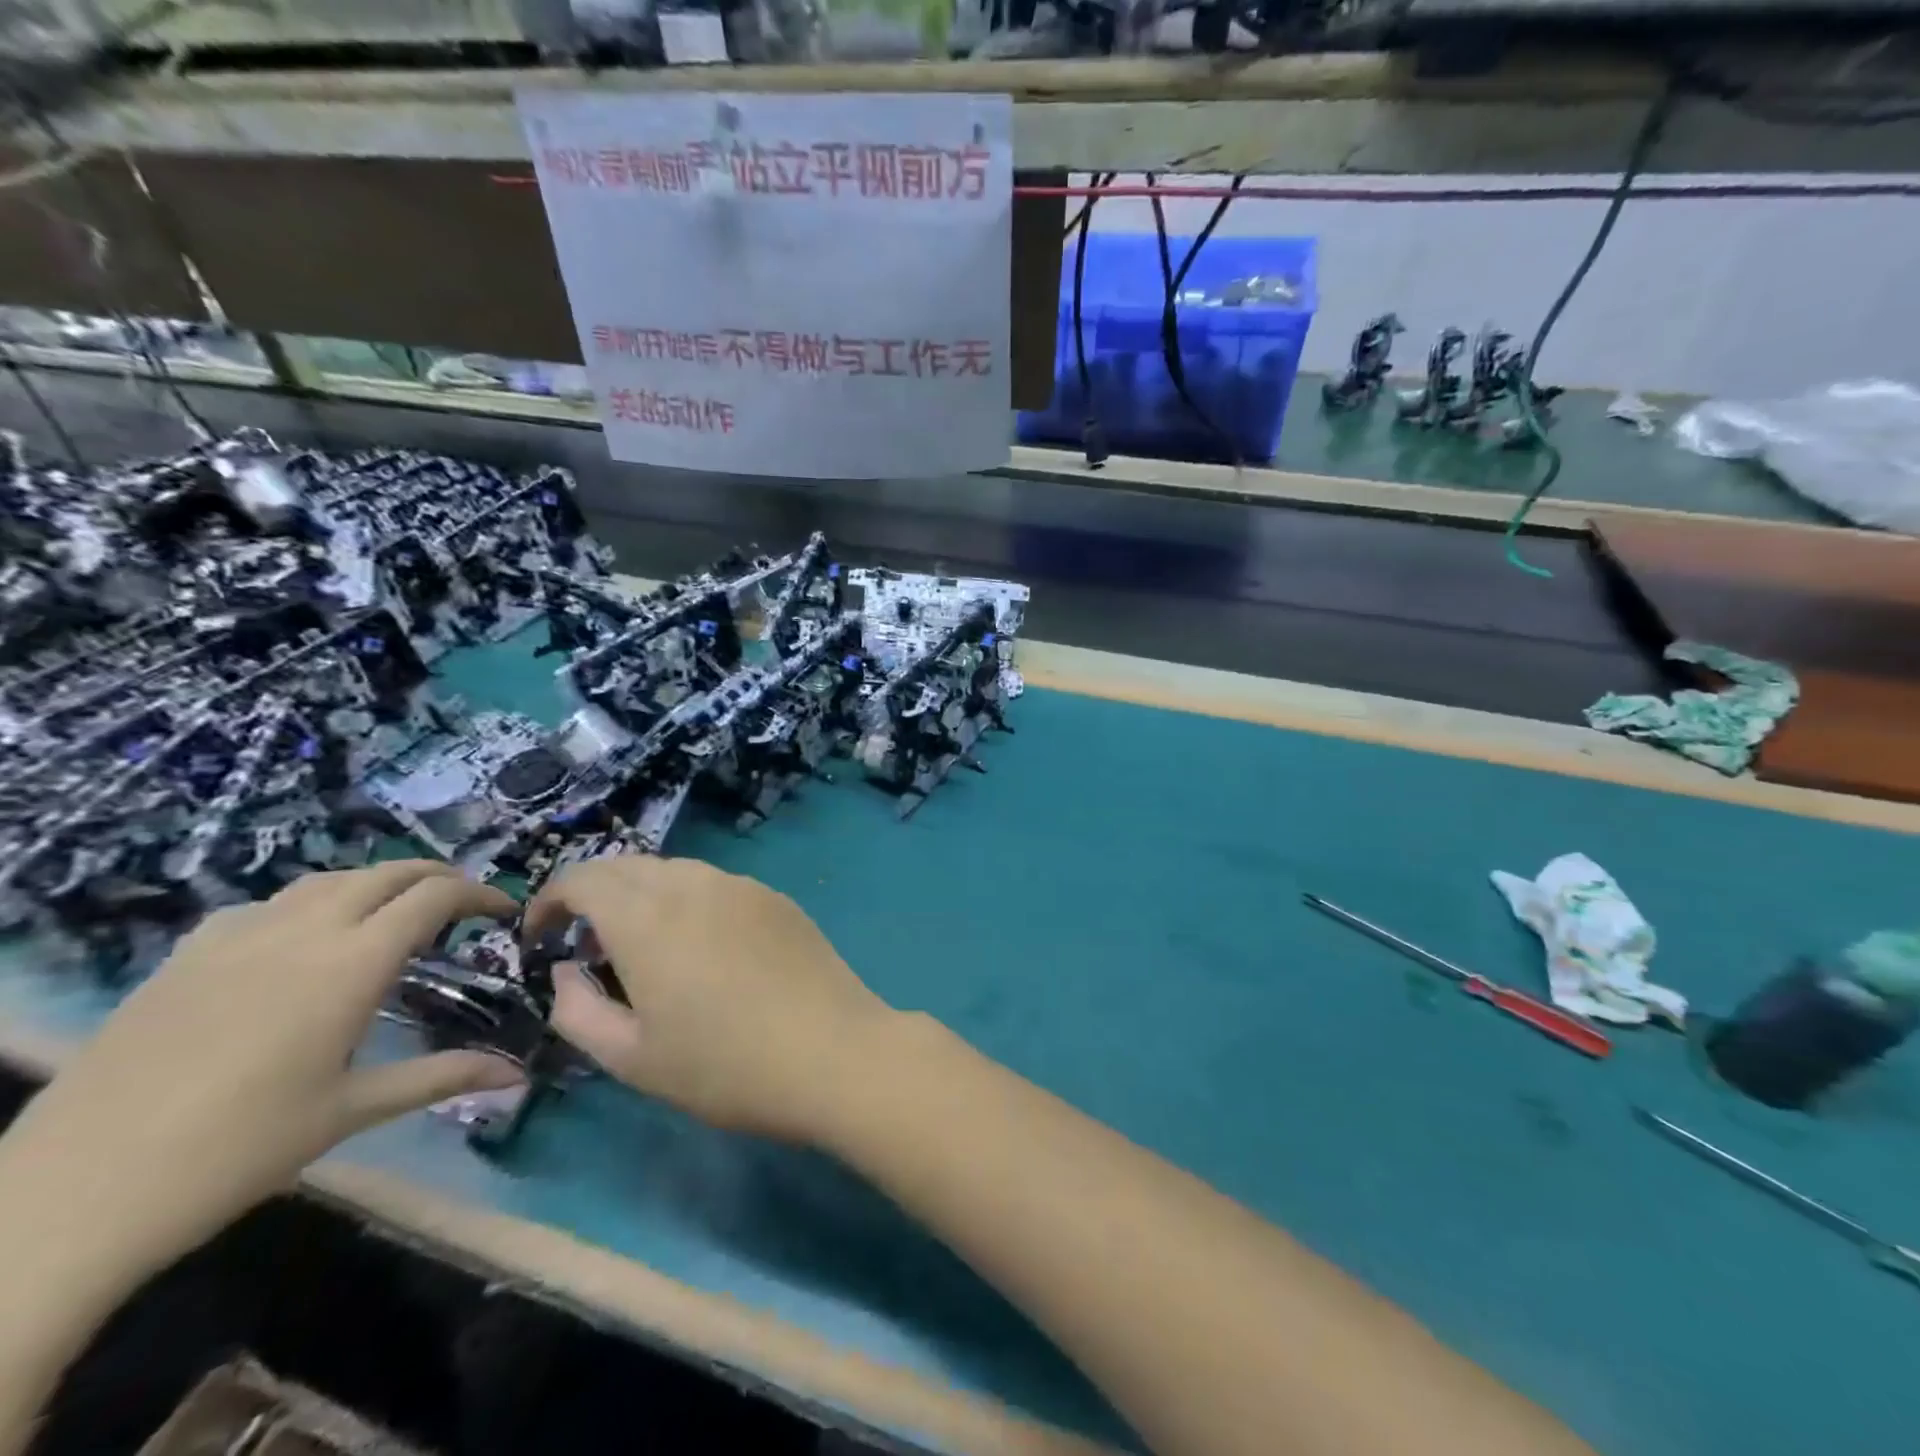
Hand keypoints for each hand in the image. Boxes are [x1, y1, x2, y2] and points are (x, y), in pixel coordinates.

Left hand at [0, 862, 521, 1281]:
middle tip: (462, 904)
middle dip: (435, 878)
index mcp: (351, 964)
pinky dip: (308, 904)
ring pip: (325, 880)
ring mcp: (235, 938)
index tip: (503, 911)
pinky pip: (265, 905)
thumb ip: (442, 1077)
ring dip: (375, 884)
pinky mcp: (185, 957)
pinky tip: (302, 940)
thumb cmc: (235, 1152)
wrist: (68, 1196)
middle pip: (385, 873)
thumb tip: (521, 1074)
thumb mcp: (351, 1112)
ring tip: (393, 913)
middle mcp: (301, 932)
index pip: (433, 899)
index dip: (478, 895)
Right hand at [526, 855, 894, 1144]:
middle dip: (594, 893)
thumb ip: (578, 1010)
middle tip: (588, 944)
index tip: (541, 937)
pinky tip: (703, 946)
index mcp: (648, 918)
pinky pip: (717, 884)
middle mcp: (694, 885)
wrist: (833, 1051)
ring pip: (675, 870)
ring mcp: (742, 886)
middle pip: (628, 865)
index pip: (584, 878)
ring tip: (646, 946)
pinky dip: (689, 900)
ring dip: (644, 894)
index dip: (550, 900)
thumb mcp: (632, 1058)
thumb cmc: (725, 1066)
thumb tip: (566, 971)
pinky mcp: (776, 898)